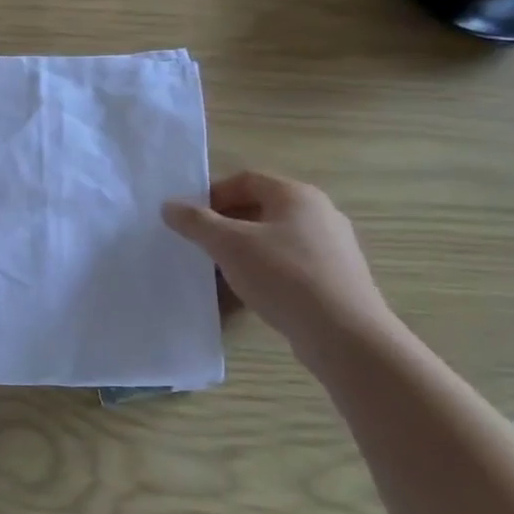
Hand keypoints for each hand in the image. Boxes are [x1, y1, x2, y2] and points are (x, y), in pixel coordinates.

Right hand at [162, 172, 390, 347]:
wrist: (345, 334)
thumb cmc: (284, 276)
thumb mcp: (228, 244)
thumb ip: (195, 222)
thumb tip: (169, 206)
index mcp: (296, 195)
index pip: (245, 179)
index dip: (212, 195)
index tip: (190, 219)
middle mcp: (319, 213)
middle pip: (259, 208)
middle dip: (225, 224)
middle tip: (200, 244)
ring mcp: (332, 246)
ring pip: (273, 237)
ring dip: (242, 249)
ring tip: (220, 270)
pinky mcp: (335, 277)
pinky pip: (289, 262)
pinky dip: (264, 269)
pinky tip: (249, 291)